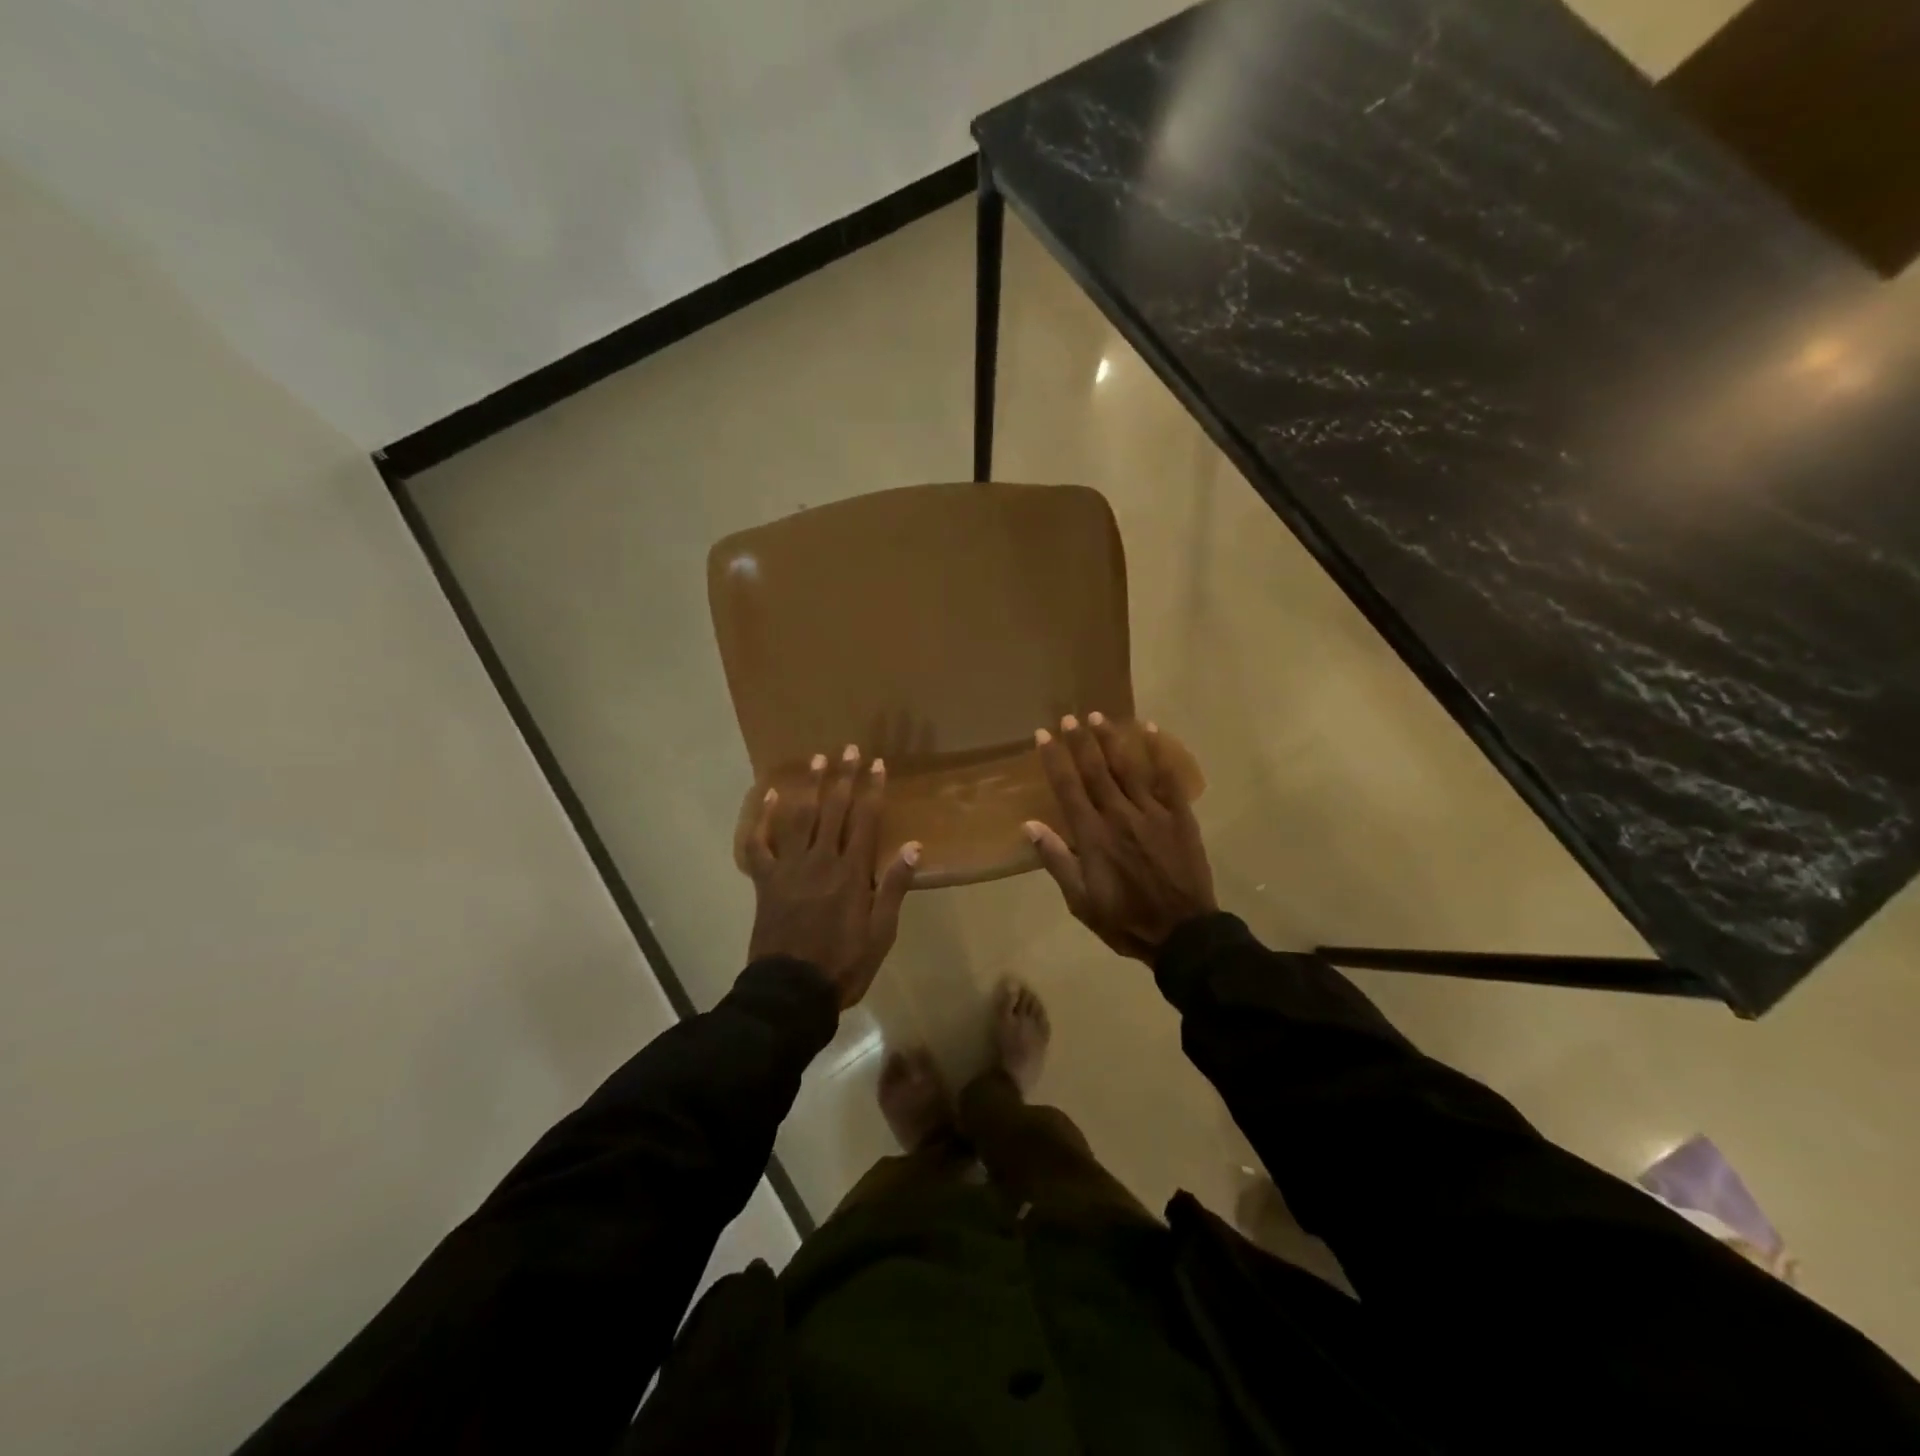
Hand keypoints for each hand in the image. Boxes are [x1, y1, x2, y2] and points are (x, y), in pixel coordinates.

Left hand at [746, 745, 919, 1007]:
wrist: (792, 991)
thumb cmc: (844, 963)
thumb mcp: (881, 932)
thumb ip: (894, 886)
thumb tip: (913, 845)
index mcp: (852, 873)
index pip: (866, 821)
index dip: (873, 790)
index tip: (878, 763)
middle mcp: (821, 861)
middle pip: (833, 810)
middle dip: (843, 777)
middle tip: (848, 748)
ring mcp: (790, 868)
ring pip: (799, 818)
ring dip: (809, 786)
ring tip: (817, 759)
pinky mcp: (766, 881)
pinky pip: (761, 844)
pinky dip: (763, 819)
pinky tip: (770, 796)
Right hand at [1025, 714, 1216, 961]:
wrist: (1182, 933)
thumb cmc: (1124, 919)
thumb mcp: (1080, 900)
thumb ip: (1057, 860)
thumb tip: (1030, 826)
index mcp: (1093, 836)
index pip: (1068, 788)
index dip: (1054, 760)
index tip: (1042, 735)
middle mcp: (1119, 815)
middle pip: (1096, 770)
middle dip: (1080, 742)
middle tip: (1069, 717)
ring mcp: (1152, 813)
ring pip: (1128, 768)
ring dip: (1112, 740)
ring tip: (1099, 716)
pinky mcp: (1179, 816)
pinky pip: (1168, 778)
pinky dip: (1159, 753)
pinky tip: (1151, 730)